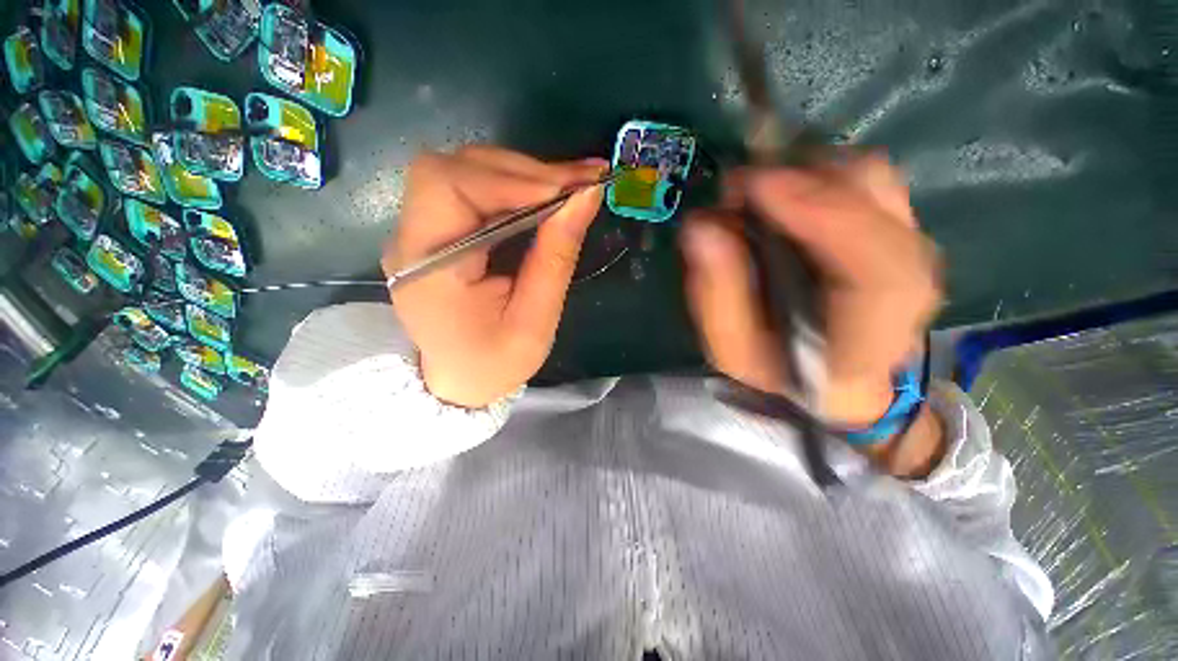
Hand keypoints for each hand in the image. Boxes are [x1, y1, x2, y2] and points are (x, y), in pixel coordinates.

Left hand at [384, 146, 606, 407]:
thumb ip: (556, 258)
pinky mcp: (436, 232)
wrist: (460, 381)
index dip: (508, 177)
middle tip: (579, 182)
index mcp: (428, 269)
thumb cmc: (496, 363)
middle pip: (454, 169)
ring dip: (521, 174)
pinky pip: (470, 190)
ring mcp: (419, 232)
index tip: (566, 190)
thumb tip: (586, 196)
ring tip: (570, 187)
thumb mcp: (535, 322)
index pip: (448, 187)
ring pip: (463, 171)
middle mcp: (411, 240)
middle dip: (522, 170)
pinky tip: (546, 195)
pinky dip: (513, 186)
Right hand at [680, 153, 941, 427]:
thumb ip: (716, 295)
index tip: (757, 187)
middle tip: (736, 188)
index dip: (823, 216)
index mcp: (870, 338)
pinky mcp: (896, 230)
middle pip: (878, 204)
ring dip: (807, 172)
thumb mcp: (731, 347)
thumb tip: (701, 227)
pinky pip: (866, 179)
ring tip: (754, 191)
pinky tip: (782, 192)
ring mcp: (909, 249)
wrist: (829, 376)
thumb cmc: (776, 369)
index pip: (877, 269)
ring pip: (873, 179)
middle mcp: (909, 286)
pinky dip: (819, 174)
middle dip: (801, 181)